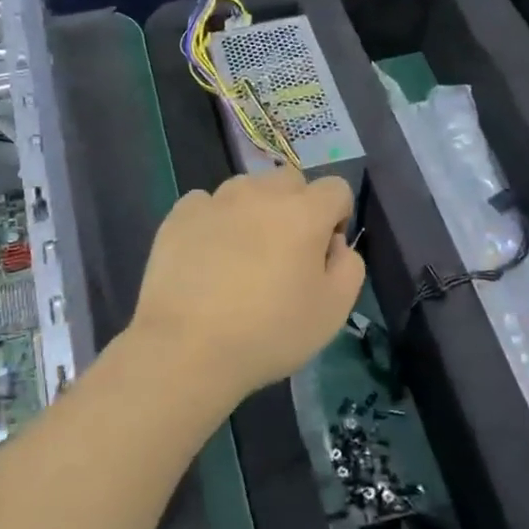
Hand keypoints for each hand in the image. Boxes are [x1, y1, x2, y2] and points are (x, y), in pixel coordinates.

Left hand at [127, 169, 363, 404]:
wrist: (187, 348)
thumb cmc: (269, 333)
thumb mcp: (333, 311)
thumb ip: (348, 267)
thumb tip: (334, 244)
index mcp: (304, 213)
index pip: (336, 188)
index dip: (337, 217)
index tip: (323, 252)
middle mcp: (260, 193)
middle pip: (290, 180)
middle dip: (296, 206)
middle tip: (285, 251)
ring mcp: (216, 200)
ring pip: (247, 187)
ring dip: (254, 209)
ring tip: (242, 253)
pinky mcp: (180, 214)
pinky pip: (206, 203)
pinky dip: (213, 220)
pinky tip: (207, 255)